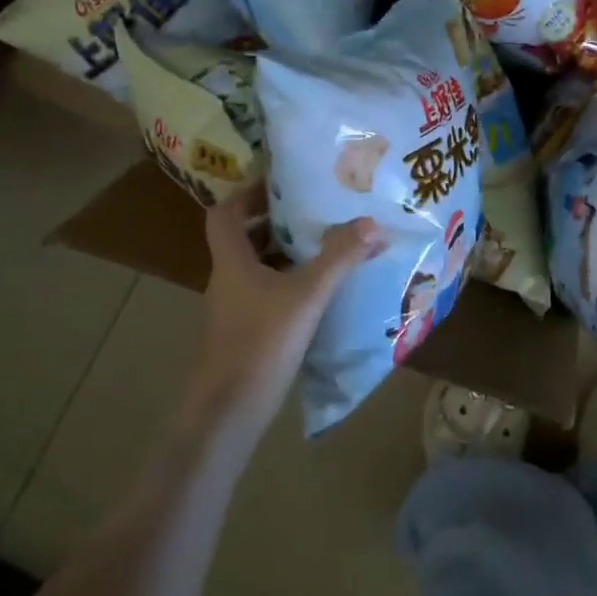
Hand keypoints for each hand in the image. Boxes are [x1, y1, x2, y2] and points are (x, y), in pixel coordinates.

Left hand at [184, 188, 385, 431]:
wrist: (228, 412)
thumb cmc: (261, 343)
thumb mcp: (306, 296)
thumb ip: (338, 259)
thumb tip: (371, 222)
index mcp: (231, 261)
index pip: (225, 214)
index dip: (247, 194)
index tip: (280, 183)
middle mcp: (227, 280)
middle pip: (243, 239)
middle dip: (276, 222)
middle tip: (314, 211)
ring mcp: (234, 310)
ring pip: (256, 269)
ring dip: (285, 255)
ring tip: (325, 246)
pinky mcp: (245, 334)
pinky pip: (266, 295)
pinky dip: (288, 285)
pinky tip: (319, 293)